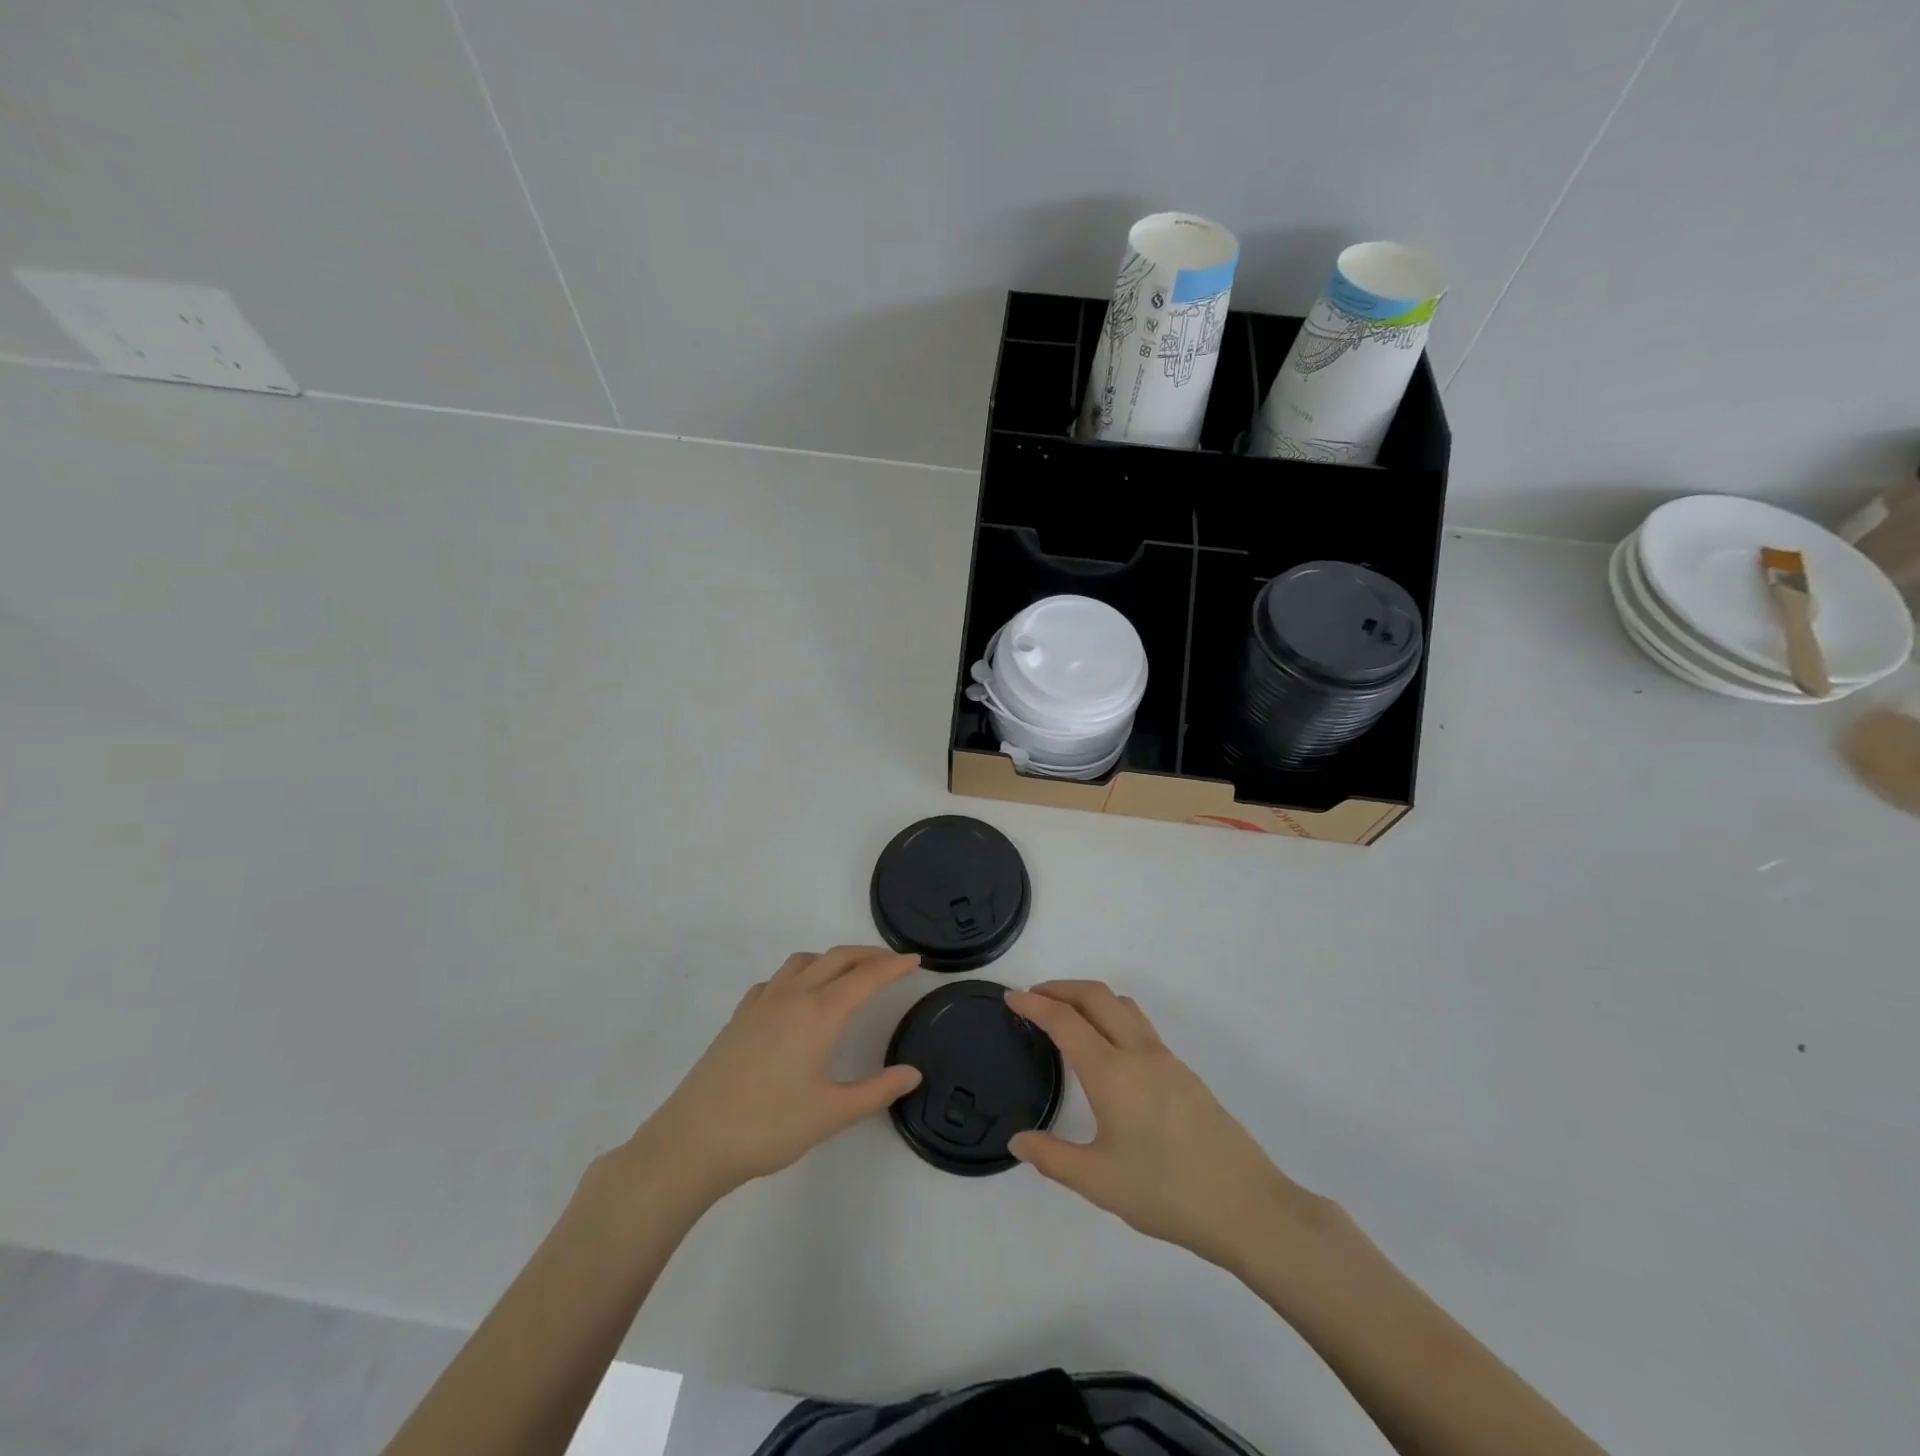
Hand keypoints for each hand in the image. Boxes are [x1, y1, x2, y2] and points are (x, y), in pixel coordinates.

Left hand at [629, 947, 922, 1202]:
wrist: (694, 1140)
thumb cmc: (769, 1126)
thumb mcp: (832, 1114)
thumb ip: (878, 1090)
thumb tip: (913, 1073)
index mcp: (820, 1014)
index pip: (866, 977)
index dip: (894, 966)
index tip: (916, 960)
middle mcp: (793, 996)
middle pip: (837, 958)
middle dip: (869, 955)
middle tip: (892, 963)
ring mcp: (762, 1002)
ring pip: (804, 961)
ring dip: (833, 959)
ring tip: (849, 975)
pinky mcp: (740, 1016)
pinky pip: (776, 979)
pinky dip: (799, 975)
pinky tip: (798, 998)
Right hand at [1006, 981, 1322, 1269]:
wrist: (1246, 1205)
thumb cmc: (1166, 1191)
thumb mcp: (1098, 1181)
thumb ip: (1052, 1157)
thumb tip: (1017, 1140)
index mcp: (1111, 1071)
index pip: (1065, 1020)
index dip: (1034, 1004)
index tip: (1011, 997)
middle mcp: (1138, 1052)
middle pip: (1095, 996)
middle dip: (1061, 987)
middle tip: (1034, 996)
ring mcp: (1165, 1059)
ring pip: (1122, 1005)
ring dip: (1089, 997)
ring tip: (1067, 1014)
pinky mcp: (1184, 1073)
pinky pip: (1139, 1024)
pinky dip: (1111, 1015)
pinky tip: (1106, 1048)